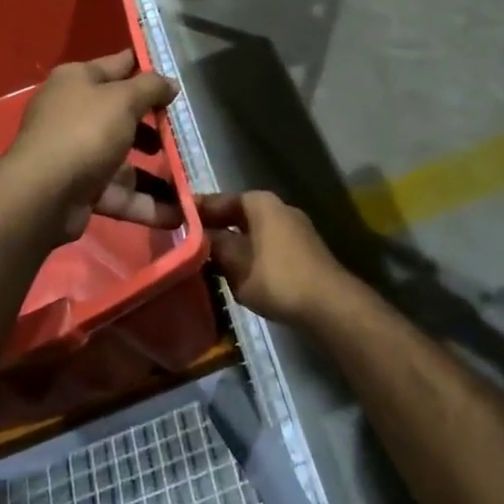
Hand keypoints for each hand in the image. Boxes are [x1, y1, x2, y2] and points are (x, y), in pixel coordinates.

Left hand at [7, 50, 181, 241]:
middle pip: (124, 115)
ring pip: (125, 159)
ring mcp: (77, 153)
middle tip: (187, 132)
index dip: (149, 68)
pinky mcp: (82, 189)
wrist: (42, 196)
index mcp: (78, 80)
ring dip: (158, 172)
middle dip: (157, 126)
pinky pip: (120, 193)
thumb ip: (152, 87)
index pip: (120, 65)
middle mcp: (75, 112)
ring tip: (191, 178)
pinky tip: (178, 213)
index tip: (181, 75)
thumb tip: (170, 84)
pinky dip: (146, 203)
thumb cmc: (85, 132)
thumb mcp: (123, 100)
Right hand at [201, 191, 349, 327]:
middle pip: (237, 214)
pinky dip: (250, 254)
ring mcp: (294, 227)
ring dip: (233, 244)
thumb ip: (215, 245)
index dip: (196, 211)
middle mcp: (278, 207)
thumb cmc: (277, 277)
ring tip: (209, 261)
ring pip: (252, 232)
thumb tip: (199, 235)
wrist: (329, 303)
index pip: (219, 200)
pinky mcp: (303, 249)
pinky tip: (239, 273)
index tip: (174, 220)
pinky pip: (267, 245)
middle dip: (214, 228)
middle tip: (188, 243)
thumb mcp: (236, 263)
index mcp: (259, 202)